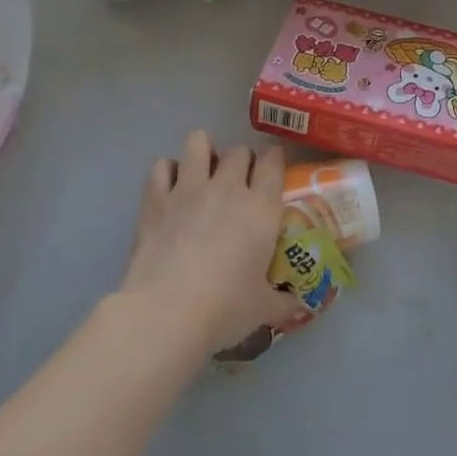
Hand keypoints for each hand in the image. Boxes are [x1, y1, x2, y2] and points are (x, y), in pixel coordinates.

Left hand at [120, 130, 298, 358]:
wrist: (166, 313)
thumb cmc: (224, 309)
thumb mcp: (262, 309)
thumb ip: (284, 302)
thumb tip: (300, 306)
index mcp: (262, 207)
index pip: (273, 162)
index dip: (274, 160)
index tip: (272, 169)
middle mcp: (229, 187)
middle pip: (239, 151)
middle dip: (241, 160)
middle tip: (239, 182)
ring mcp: (190, 188)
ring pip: (198, 142)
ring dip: (203, 150)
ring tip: (203, 170)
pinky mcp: (156, 198)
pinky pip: (161, 165)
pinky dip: (166, 171)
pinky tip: (169, 187)